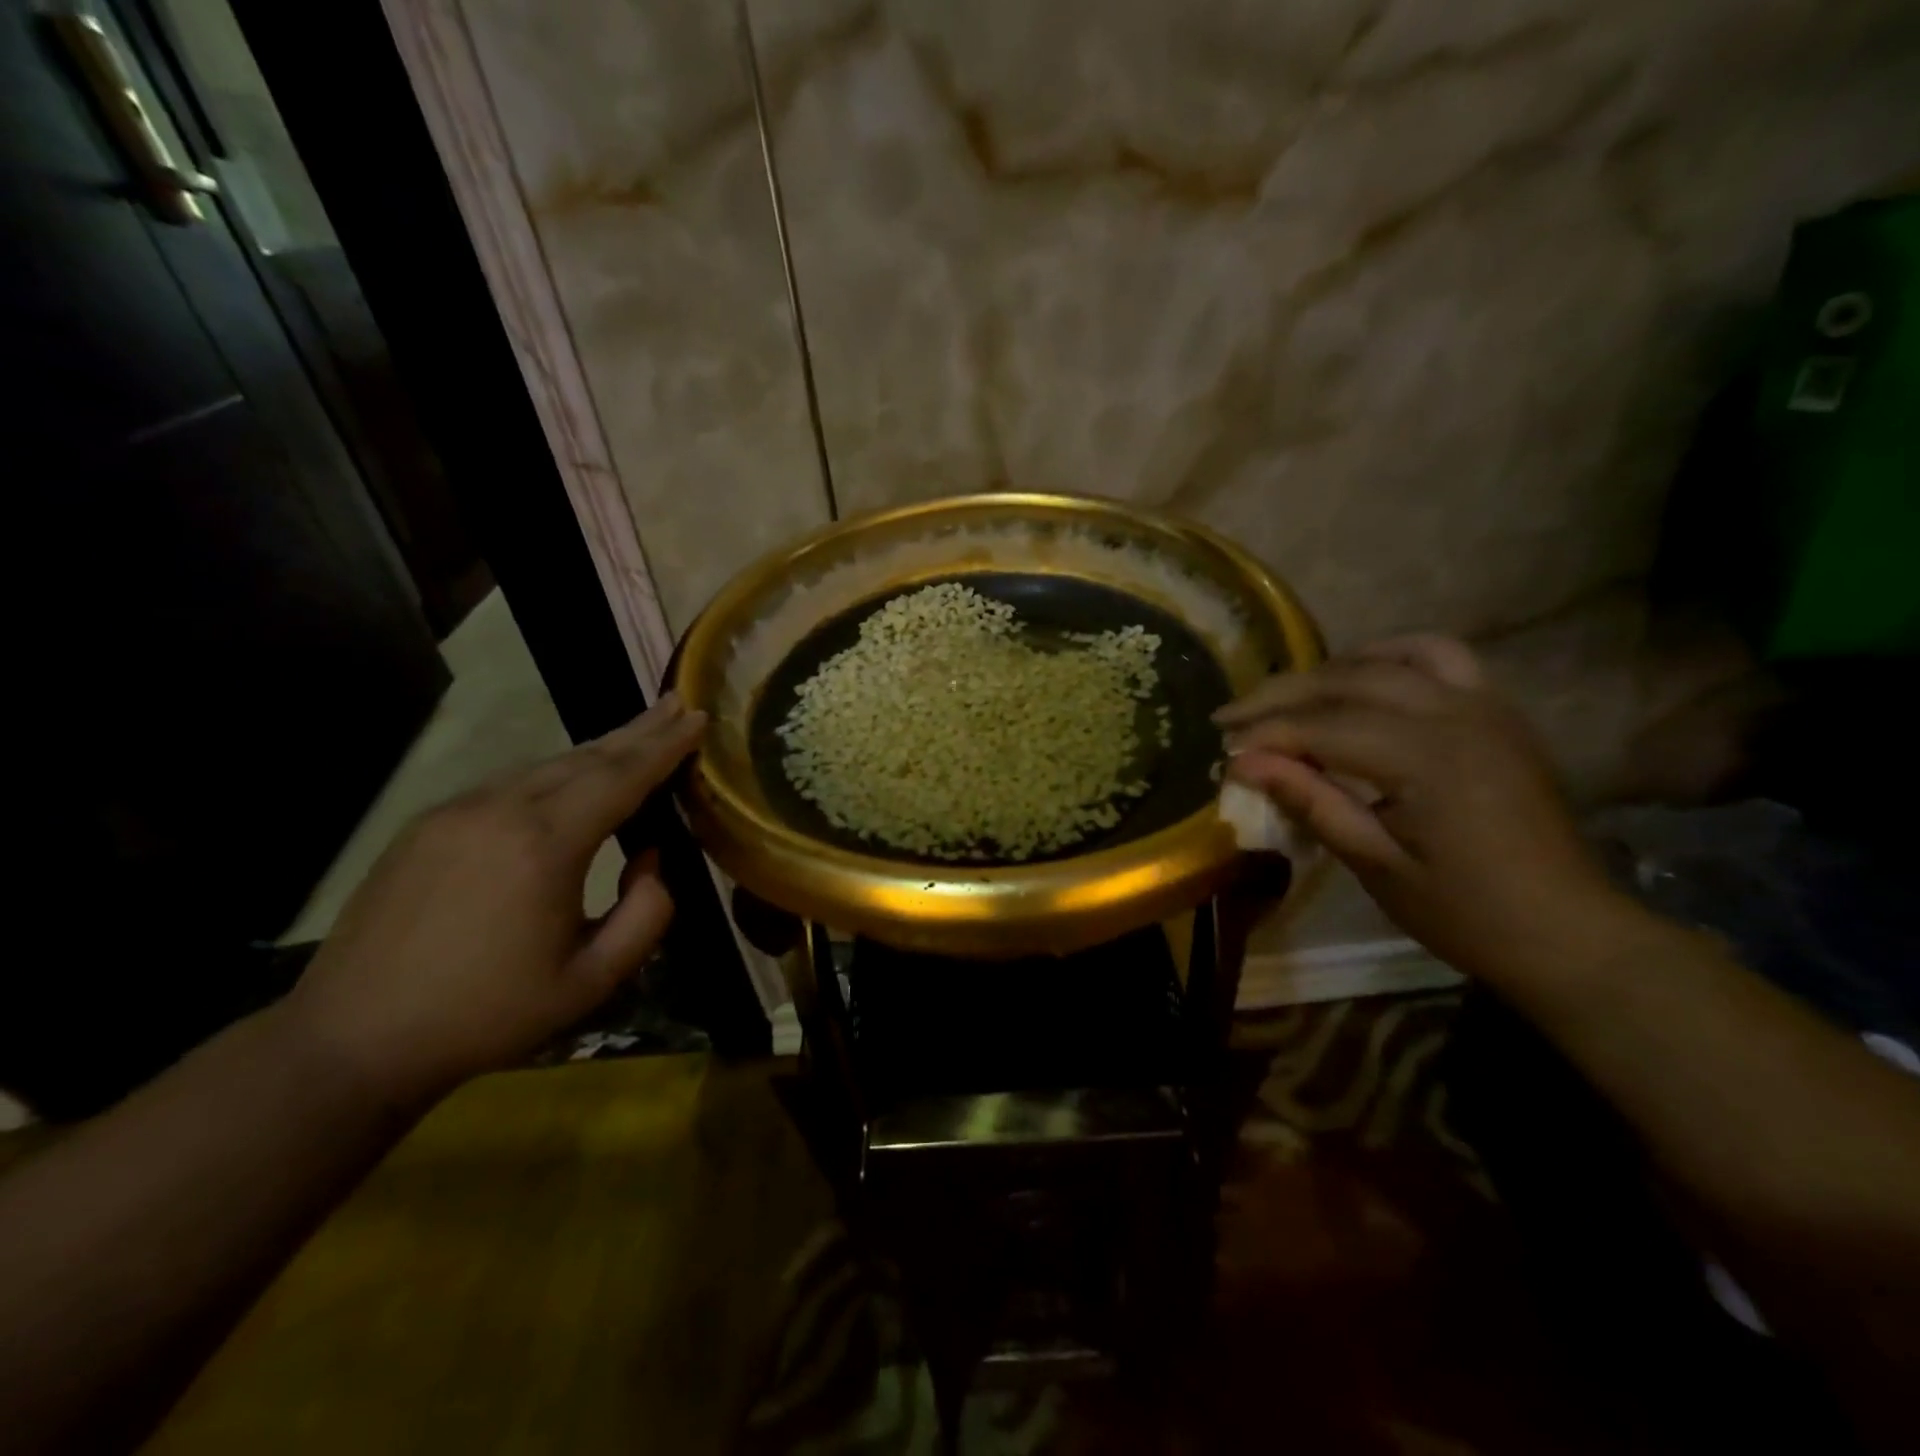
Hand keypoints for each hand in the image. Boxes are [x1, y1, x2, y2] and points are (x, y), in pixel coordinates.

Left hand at [280, 696, 706, 1104]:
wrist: (352, 1041)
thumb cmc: (487, 1015)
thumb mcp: (592, 980)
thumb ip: (646, 914)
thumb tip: (650, 858)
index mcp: (546, 845)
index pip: (622, 778)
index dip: (665, 746)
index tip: (698, 717)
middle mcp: (500, 811)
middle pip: (586, 757)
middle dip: (638, 731)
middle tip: (678, 705)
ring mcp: (456, 812)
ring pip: (545, 766)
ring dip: (598, 751)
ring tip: (636, 738)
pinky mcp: (427, 825)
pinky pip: (508, 784)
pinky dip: (554, 774)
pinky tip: (571, 781)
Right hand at [1217, 636, 1625, 985]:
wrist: (1567, 931)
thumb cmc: (1465, 912)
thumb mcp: (1376, 866)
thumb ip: (1311, 803)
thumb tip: (1243, 764)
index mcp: (1429, 759)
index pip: (1324, 728)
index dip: (1267, 735)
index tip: (1223, 750)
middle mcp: (1457, 715)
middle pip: (1350, 680)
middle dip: (1282, 695)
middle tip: (1230, 716)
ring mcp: (1484, 706)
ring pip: (1393, 657)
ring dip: (1332, 669)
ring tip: (1289, 696)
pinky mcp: (1497, 712)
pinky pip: (1441, 658)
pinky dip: (1390, 658)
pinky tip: (1362, 678)